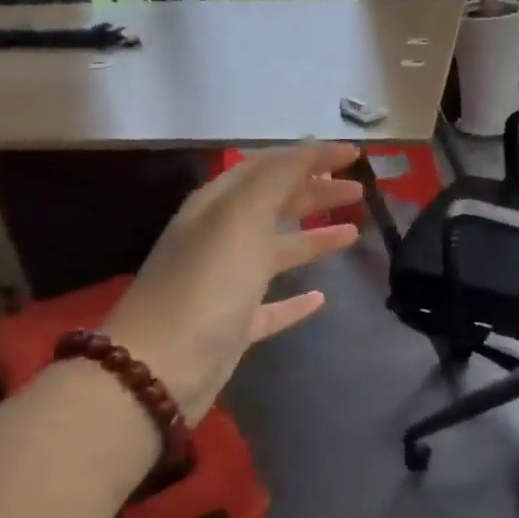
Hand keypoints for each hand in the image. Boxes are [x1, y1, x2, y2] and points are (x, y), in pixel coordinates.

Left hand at [101, 142, 364, 420]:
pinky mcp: (234, 325)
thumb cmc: (205, 286)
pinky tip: (321, 298)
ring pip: (277, 251)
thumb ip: (276, 180)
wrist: (160, 370)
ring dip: (313, 238)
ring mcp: (226, 283)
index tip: (354, 154)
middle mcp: (220, 239)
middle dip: (315, 192)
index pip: (268, 168)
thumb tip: (309, 147)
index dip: (309, 156)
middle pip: (274, 205)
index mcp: (217, 207)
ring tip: (353, 233)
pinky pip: (271, 304)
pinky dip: (296, 298)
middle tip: (358, 190)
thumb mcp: (240, 219)